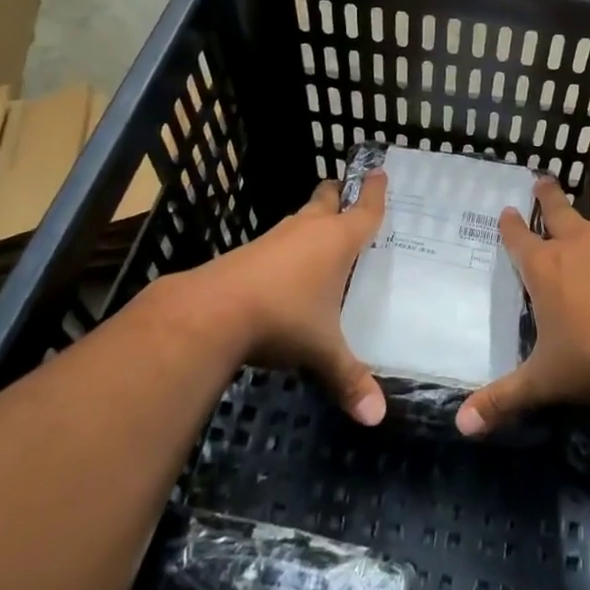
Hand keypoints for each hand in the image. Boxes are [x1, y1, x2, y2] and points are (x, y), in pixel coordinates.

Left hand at [168, 171, 388, 424]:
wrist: (211, 312)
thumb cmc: (284, 317)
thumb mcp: (322, 351)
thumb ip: (349, 379)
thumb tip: (376, 418)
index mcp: (337, 241)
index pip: (364, 210)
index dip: (374, 192)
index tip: (378, 171)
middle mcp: (308, 230)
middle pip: (326, 200)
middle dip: (337, 195)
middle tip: (346, 195)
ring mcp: (274, 239)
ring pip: (299, 219)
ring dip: (311, 222)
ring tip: (322, 237)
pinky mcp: (247, 253)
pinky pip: (278, 241)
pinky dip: (289, 247)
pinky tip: (288, 271)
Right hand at [457, 131, 589, 435]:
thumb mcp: (539, 382)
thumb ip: (498, 401)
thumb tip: (458, 427)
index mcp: (543, 270)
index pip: (518, 241)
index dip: (511, 226)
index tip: (506, 212)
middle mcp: (576, 243)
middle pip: (557, 210)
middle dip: (548, 192)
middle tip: (542, 175)